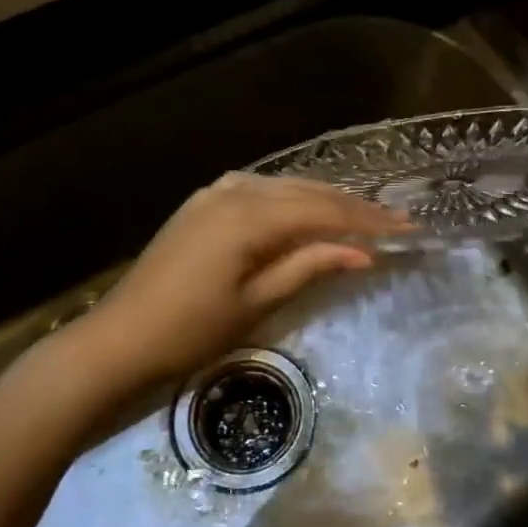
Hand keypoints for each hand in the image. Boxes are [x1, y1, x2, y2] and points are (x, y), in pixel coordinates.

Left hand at [75, 173, 405, 389]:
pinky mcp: (202, 204)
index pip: (324, 211)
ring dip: (324, 199)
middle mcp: (234, 190)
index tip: (408, 228)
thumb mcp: (258, 303)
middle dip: (353, 206)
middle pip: (307, 192)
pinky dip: (291, 198)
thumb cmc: (191, 331)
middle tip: (396, 218)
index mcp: (249, 215)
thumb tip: (362, 252)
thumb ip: (309, 267)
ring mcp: (214, 193)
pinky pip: (260, 190)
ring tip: (362, 213)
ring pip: (284, 186)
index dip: (368, 221)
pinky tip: (306, 208)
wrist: (119, 339)